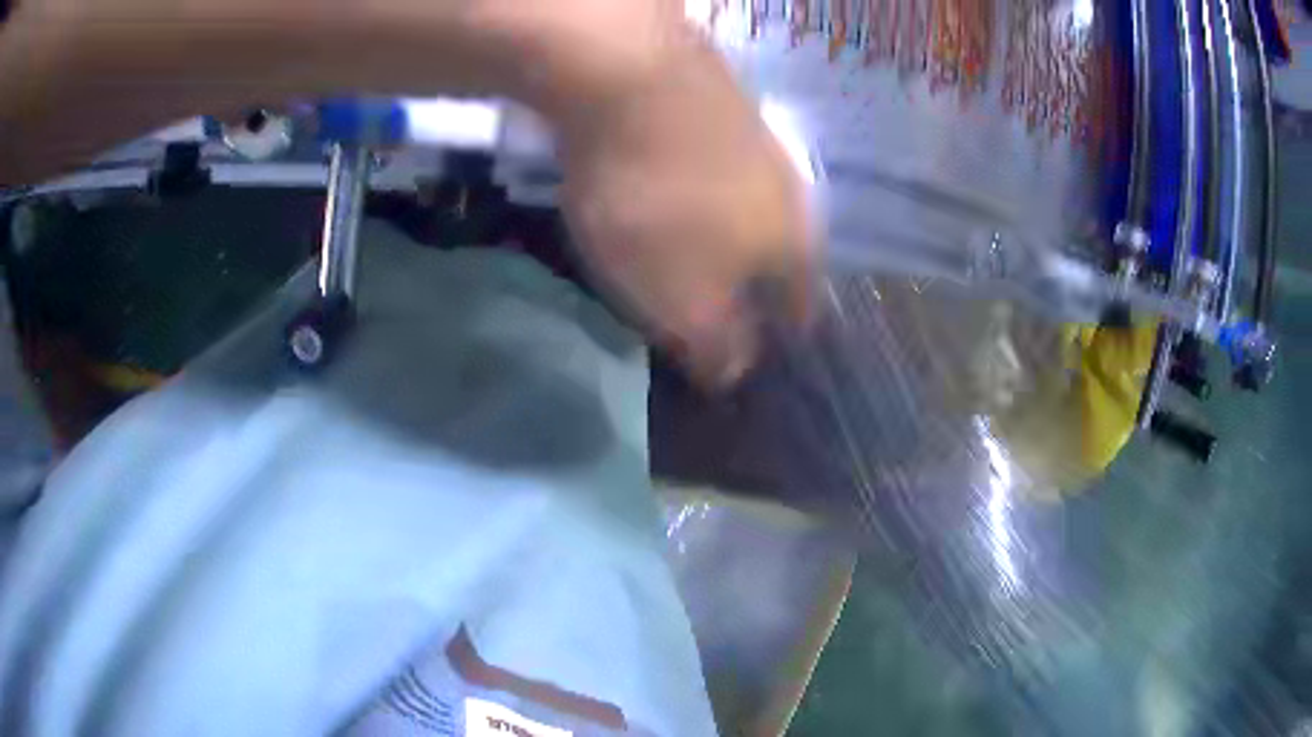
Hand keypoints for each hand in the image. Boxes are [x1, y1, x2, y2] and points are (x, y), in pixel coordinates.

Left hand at [556, 35, 816, 386]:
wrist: (633, 76)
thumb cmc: (658, 206)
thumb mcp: (679, 300)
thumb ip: (714, 344)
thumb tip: (735, 374)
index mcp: (794, 245)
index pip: (803, 307)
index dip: (784, 335)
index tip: (767, 350)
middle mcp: (791, 190)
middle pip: (782, 250)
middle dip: (759, 281)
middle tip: (728, 299)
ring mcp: (758, 137)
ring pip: (752, 200)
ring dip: (732, 226)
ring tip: (703, 241)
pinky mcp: (719, 99)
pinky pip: (716, 159)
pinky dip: (702, 181)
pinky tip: (680, 179)